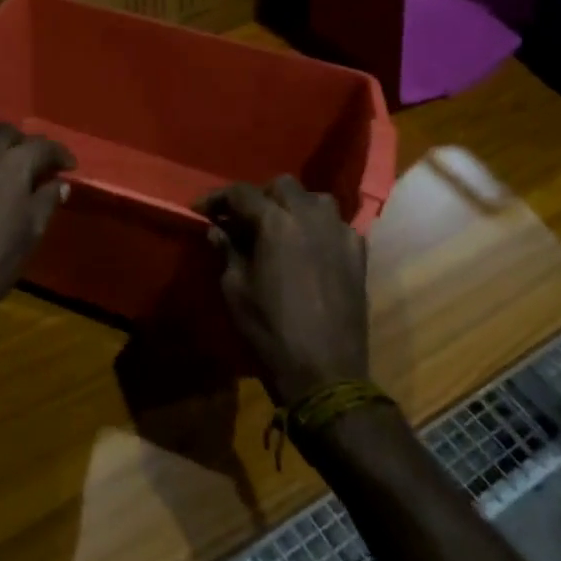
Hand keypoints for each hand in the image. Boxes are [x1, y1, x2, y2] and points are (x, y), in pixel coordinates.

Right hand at [199, 176, 369, 405]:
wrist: (325, 374)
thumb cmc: (270, 330)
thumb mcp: (235, 290)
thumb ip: (227, 251)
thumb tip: (217, 230)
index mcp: (276, 222)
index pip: (241, 193)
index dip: (217, 198)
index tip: (201, 210)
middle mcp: (310, 217)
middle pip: (282, 186)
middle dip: (259, 196)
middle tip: (242, 220)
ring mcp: (340, 234)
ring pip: (315, 199)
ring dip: (294, 206)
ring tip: (279, 229)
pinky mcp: (358, 256)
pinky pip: (338, 226)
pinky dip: (320, 228)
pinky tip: (309, 248)